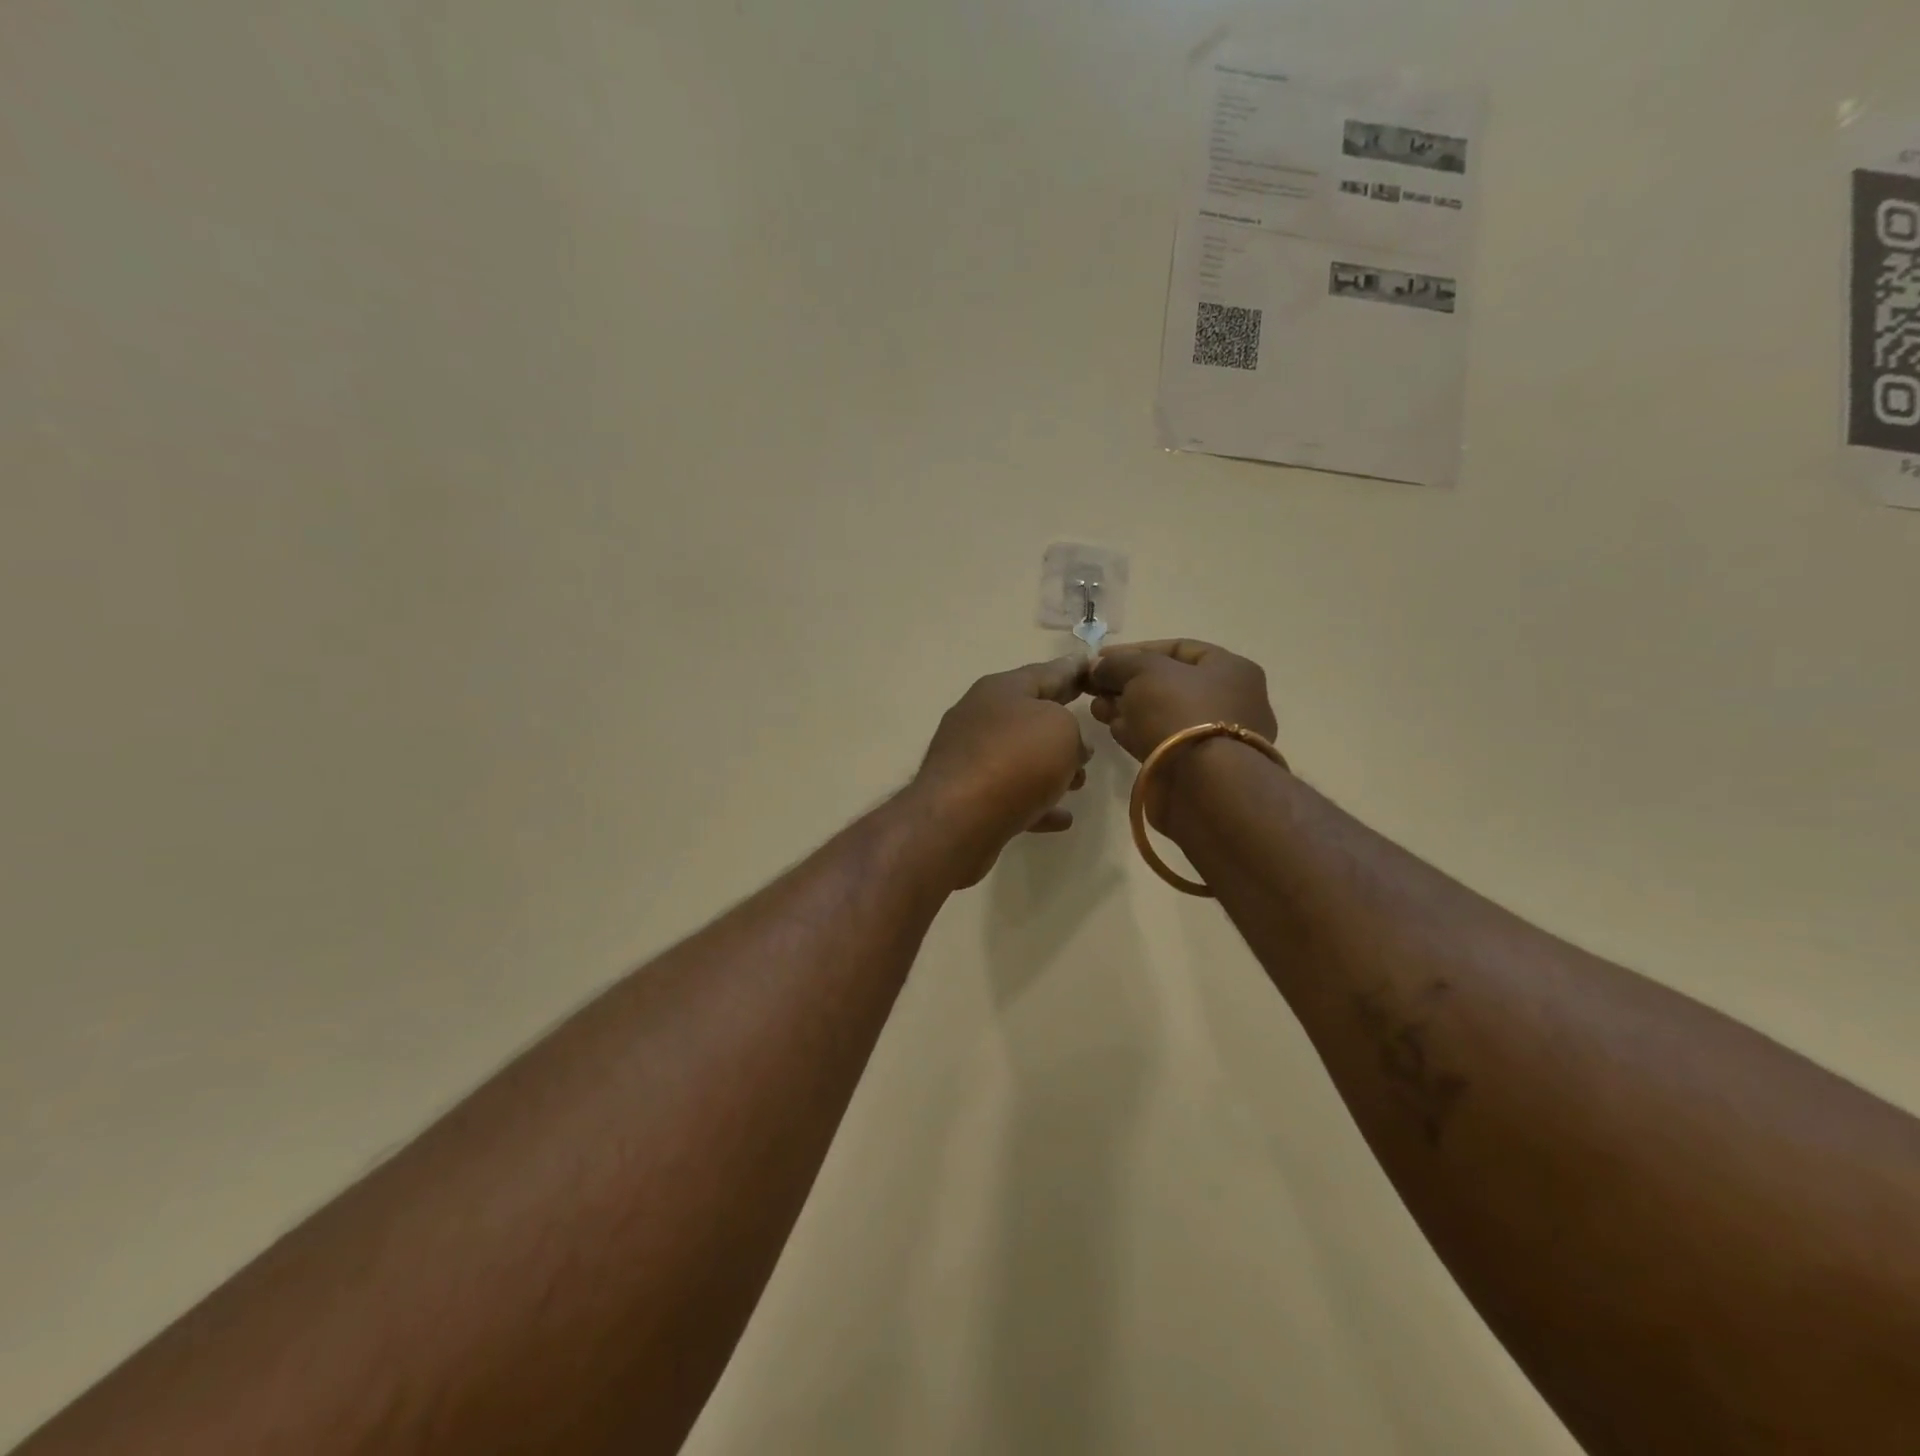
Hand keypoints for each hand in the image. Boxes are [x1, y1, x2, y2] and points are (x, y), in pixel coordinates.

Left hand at [909, 657, 1091, 886]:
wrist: (958, 818)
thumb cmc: (1016, 759)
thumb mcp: (1061, 728)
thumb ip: (1072, 728)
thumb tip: (1069, 747)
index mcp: (1000, 689)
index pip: (1046, 672)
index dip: (1073, 670)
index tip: (1091, 667)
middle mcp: (979, 718)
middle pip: (1029, 717)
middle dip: (1062, 728)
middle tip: (1090, 738)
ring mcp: (969, 758)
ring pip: (1020, 758)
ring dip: (1051, 768)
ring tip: (1079, 782)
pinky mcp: (966, 797)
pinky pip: (1011, 795)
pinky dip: (1036, 802)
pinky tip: (1062, 818)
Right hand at [1088, 640, 1277, 829]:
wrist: (1202, 784)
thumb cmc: (1180, 712)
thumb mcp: (1144, 671)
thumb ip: (1119, 663)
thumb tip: (1098, 667)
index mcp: (1230, 669)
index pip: (1178, 648)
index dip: (1135, 650)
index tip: (1101, 659)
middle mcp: (1229, 700)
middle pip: (1168, 683)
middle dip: (1127, 682)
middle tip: (1095, 687)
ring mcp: (1214, 737)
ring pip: (1162, 714)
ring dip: (1127, 708)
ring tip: (1096, 708)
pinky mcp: (1197, 767)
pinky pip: (1162, 740)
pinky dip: (1137, 732)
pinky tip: (1112, 728)